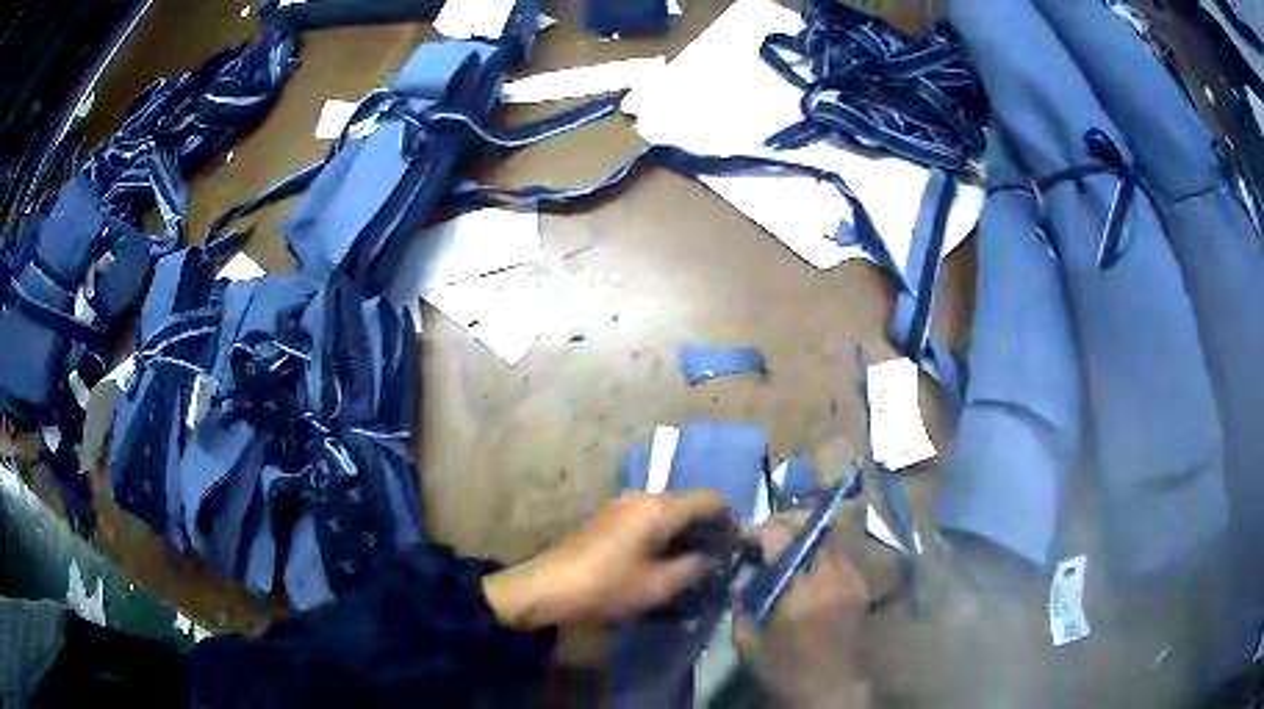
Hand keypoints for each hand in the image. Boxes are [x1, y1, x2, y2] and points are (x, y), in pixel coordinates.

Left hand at [483, 491, 724, 629]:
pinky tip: (664, 560)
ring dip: (685, 532)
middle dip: (707, 528)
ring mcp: (622, 505)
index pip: (709, 499)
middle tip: (719, 558)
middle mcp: (643, 497)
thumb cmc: (607, 587)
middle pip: (688, 503)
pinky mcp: (609, 517)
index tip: (739, 543)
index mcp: (659, 508)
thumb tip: (713, 558)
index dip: (729, 518)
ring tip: (694, 563)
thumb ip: (694, 568)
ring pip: (668, 512)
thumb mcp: (659, 586)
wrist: (548, 587)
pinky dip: (664, 534)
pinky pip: (648, 518)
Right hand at [735, 522, 870, 708]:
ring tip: (791, 551)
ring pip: (833, 539)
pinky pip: (843, 557)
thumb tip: (743, 580)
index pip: (783, 540)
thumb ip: (743, 607)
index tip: (747, 538)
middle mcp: (832, 578)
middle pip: (814, 529)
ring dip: (808, 538)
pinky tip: (812, 572)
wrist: (833, 690)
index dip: (762, 530)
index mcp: (801, 592)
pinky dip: (825, 554)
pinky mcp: (862, 588)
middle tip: (770, 536)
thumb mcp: (750, 643)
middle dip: (788, 525)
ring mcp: (852, 580)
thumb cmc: (787, 670)